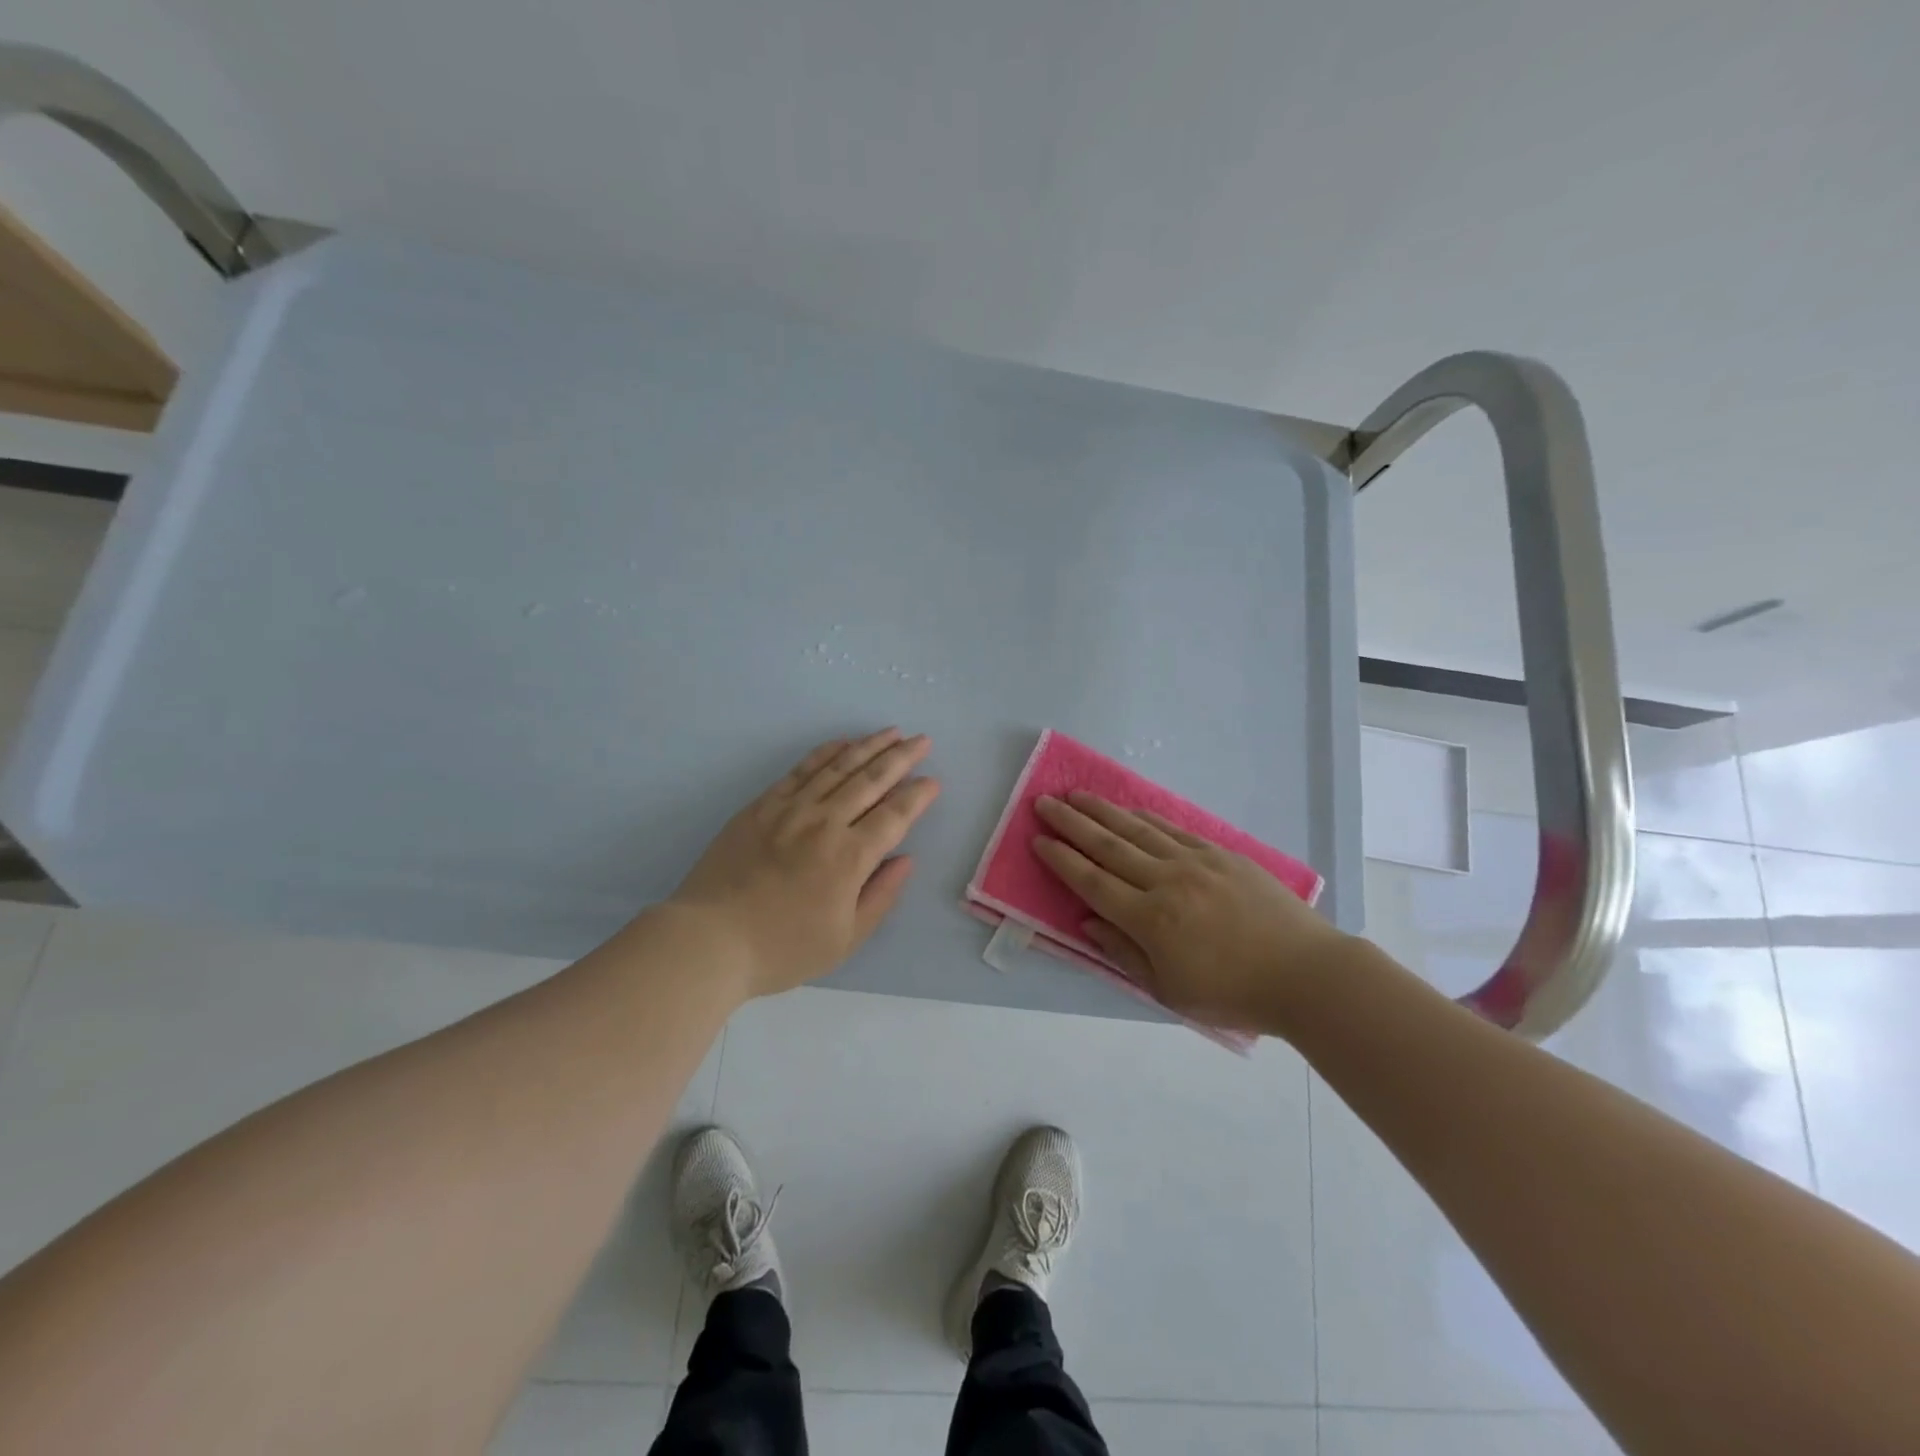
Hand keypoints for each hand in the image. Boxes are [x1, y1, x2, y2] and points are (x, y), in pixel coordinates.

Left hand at [670, 729, 940, 998]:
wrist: (709, 940)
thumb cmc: (782, 949)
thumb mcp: (844, 939)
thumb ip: (881, 896)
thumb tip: (906, 859)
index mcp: (850, 857)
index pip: (894, 815)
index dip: (917, 796)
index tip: (933, 781)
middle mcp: (825, 823)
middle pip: (871, 780)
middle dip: (901, 758)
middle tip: (923, 740)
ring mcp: (790, 810)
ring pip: (838, 767)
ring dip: (868, 746)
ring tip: (891, 732)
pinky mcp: (761, 806)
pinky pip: (800, 770)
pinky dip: (825, 753)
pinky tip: (841, 743)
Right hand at [1032, 791, 1348, 1033]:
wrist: (1306, 973)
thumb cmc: (1234, 993)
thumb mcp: (1170, 990)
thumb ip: (1123, 953)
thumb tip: (1088, 921)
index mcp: (1150, 920)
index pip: (1092, 882)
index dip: (1061, 860)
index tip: (1038, 840)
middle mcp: (1166, 882)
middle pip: (1108, 846)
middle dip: (1071, 823)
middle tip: (1044, 802)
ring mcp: (1195, 862)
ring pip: (1137, 830)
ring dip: (1102, 811)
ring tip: (1075, 794)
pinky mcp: (1220, 853)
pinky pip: (1172, 829)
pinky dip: (1144, 817)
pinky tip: (1127, 809)